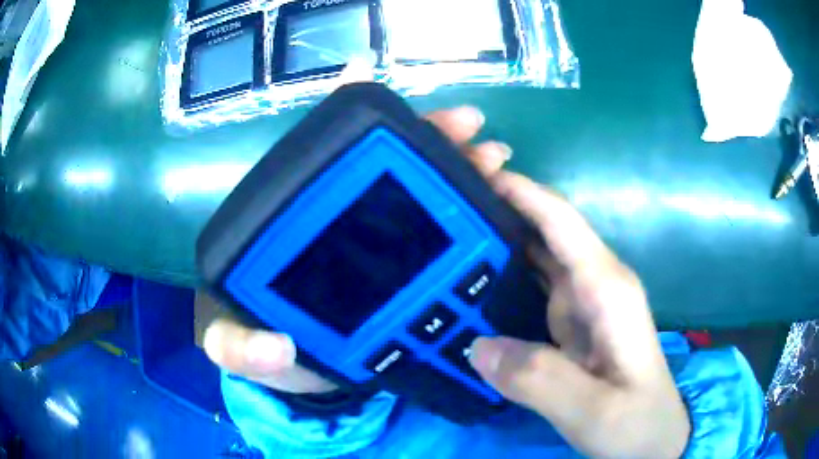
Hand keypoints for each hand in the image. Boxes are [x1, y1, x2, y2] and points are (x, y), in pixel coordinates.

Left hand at [203, 105, 512, 393]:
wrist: (309, 380)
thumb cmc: (269, 354)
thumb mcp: (239, 349)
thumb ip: (236, 349)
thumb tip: (278, 347)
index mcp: (297, 229)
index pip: (332, 168)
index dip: (362, 131)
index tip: (403, 105)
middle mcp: (342, 227)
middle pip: (389, 175)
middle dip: (434, 146)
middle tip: (475, 137)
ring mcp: (383, 250)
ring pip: (424, 199)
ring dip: (462, 173)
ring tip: (494, 163)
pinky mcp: (413, 274)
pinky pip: (447, 238)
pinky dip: (474, 216)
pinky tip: (498, 203)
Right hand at [469, 174, 690, 457]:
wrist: (654, 436)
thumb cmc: (636, 421)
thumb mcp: (593, 410)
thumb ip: (539, 380)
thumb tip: (477, 347)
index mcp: (606, 288)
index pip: (560, 221)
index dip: (519, 191)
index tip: (470, 175)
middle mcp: (594, 282)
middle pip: (543, 228)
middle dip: (497, 209)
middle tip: (441, 210)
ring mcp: (581, 301)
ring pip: (534, 255)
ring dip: (495, 241)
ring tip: (444, 239)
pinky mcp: (570, 321)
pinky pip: (530, 285)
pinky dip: (500, 276)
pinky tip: (467, 285)